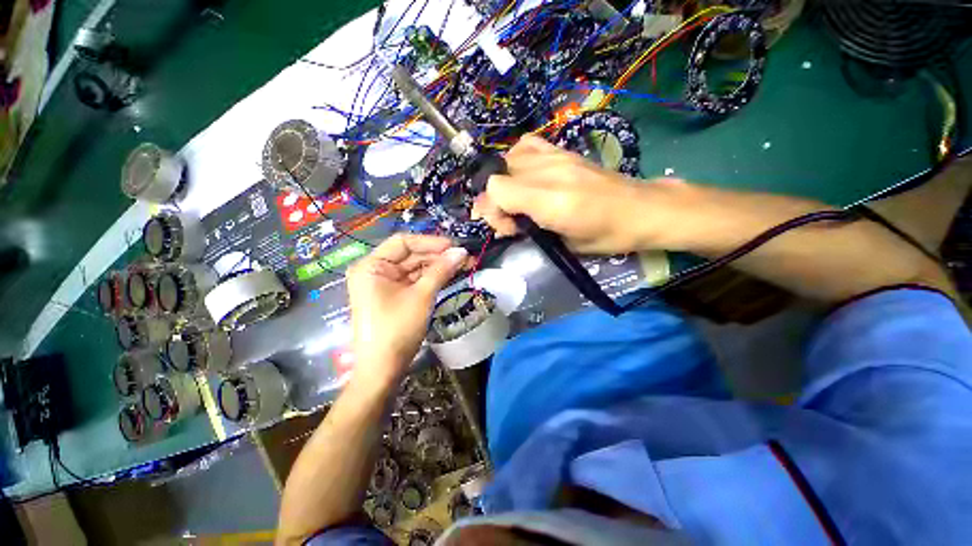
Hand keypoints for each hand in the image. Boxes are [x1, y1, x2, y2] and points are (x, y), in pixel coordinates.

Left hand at [346, 234, 467, 386]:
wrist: (383, 369)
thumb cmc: (397, 329)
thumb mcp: (421, 296)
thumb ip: (441, 270)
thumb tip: (462, 251)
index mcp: (372, 266)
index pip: (403, 242)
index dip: (430, 242)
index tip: (454, 246)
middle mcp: (375, 271)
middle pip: (410, 255)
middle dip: (438, 255)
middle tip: (464, 257)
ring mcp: (384, 284)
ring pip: (415, 268)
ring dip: (438, 266)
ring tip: (463, 265)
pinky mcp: (393, 296)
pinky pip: (414, 280)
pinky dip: (431, 278)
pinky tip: (450, 275)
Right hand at [472, 134, 676, 253]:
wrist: (641, 209)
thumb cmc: (604, 237)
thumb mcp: (563, 245)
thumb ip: (528, 229)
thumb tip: (504, 220)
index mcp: (550, 201)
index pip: (496, 188)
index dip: (493, 210)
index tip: (509, 228)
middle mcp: (549, 172)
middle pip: (498, 173)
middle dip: (497, 199)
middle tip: (516, 218)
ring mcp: (557, 157)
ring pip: (508, 158)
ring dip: (506, 181)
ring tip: (522, 198)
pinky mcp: (563, 151)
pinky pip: (527, 145)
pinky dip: (519, 159)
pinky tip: (529, 176)